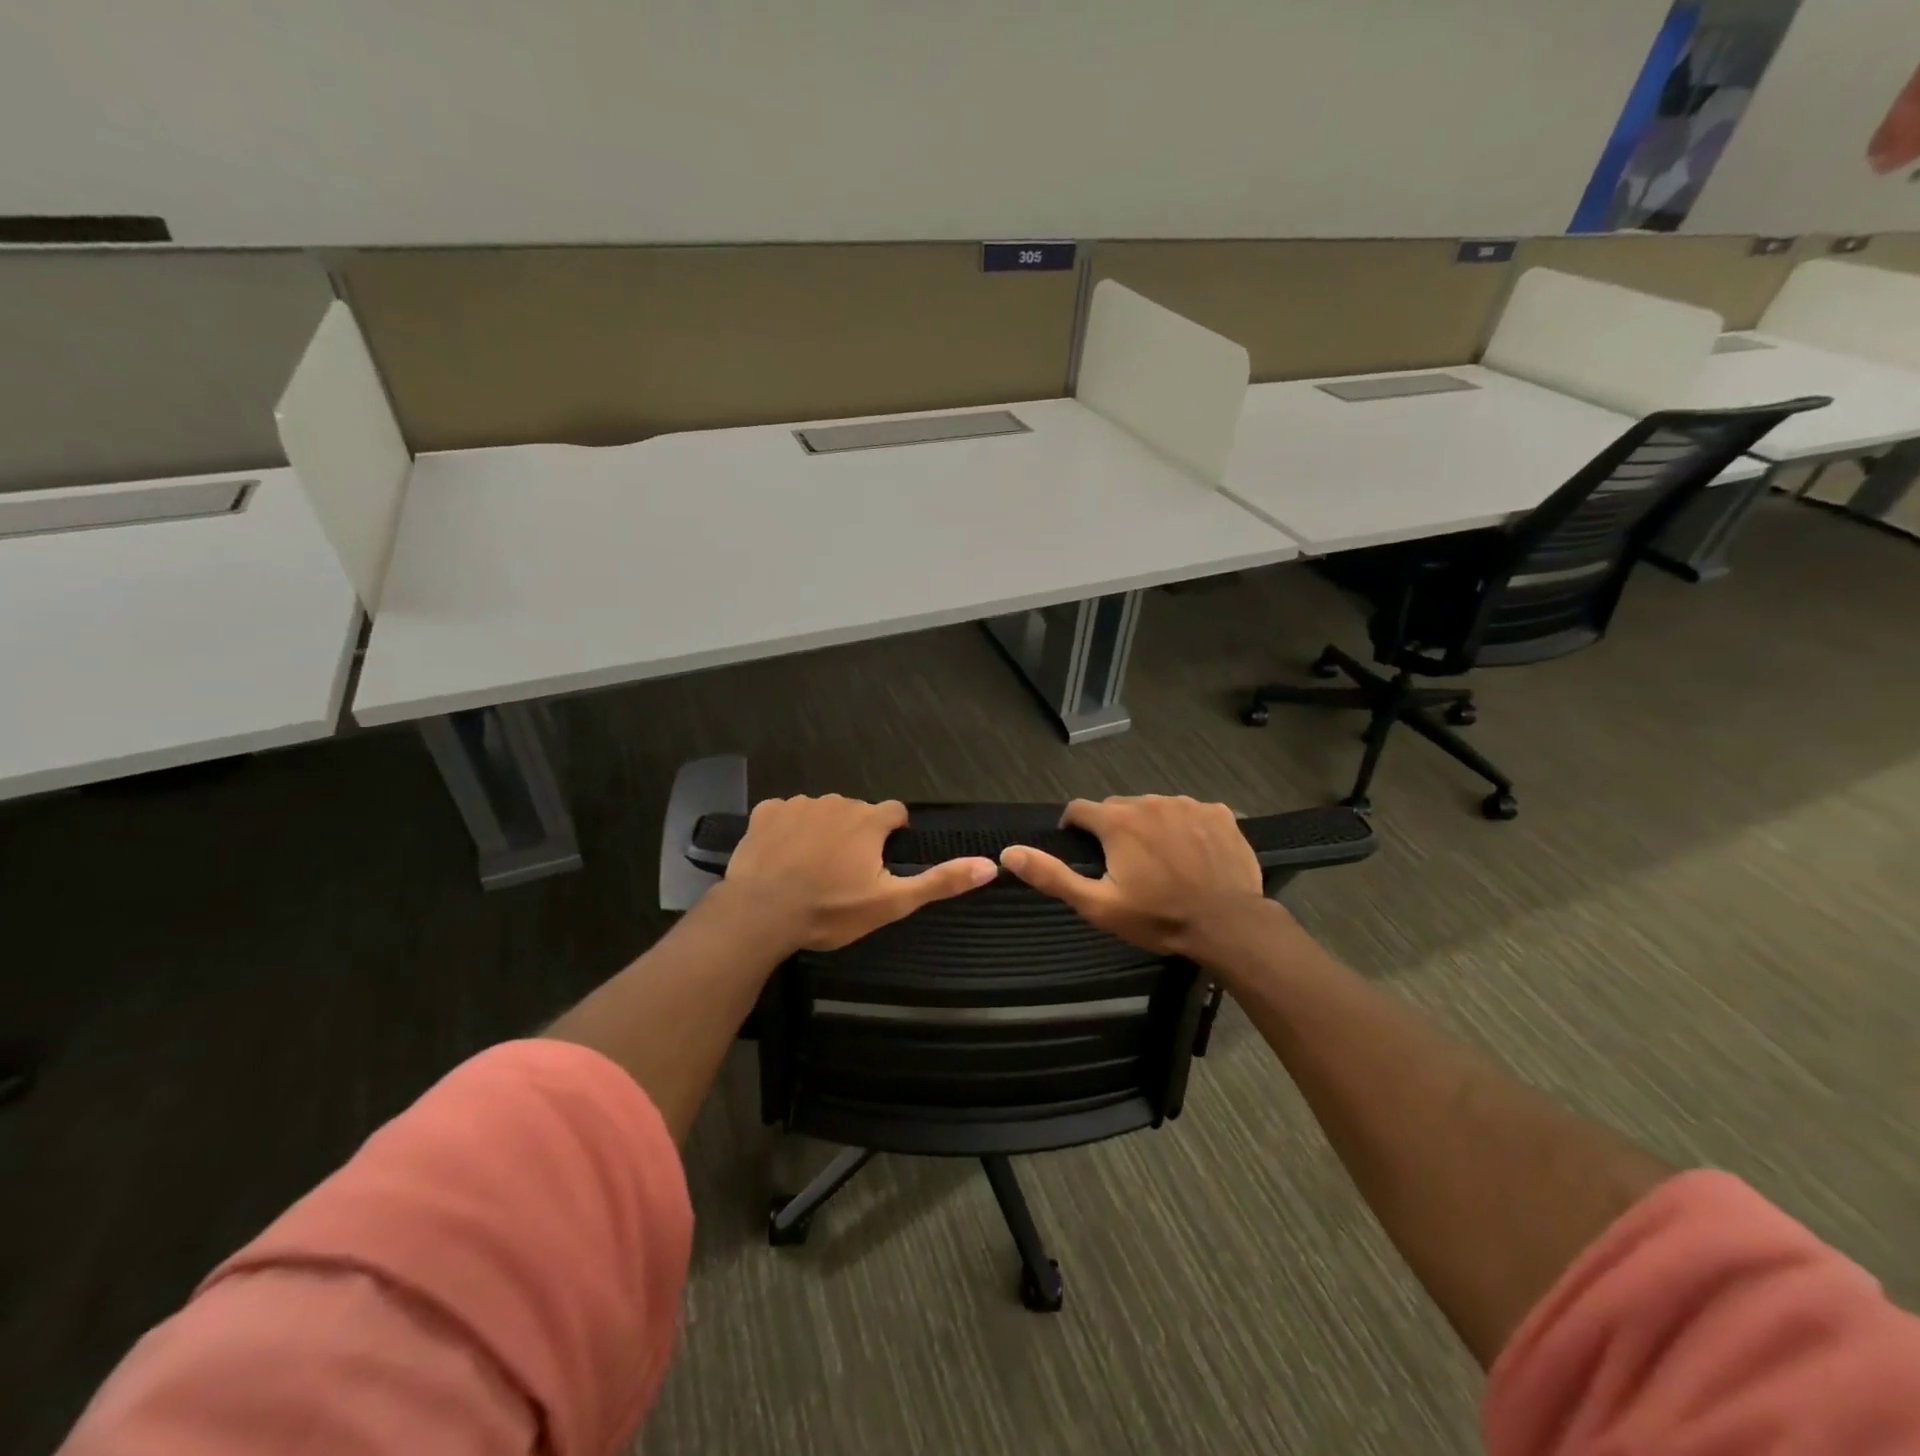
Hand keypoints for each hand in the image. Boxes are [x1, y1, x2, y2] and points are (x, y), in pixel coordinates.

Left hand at [720, 795, 997, 951]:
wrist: (761, 914)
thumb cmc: (830, 910)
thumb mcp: (891, 903)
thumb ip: (940, 881)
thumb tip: (990, 865)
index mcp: (869, 821)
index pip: (894, 813)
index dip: (891, 836)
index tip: (879, 862)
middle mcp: (837, 802)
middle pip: (856, 813)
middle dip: (854, 836)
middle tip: (842, 875)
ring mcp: (798, 804)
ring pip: (821, 812)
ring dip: (822, 832)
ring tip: (809, 869)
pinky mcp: (766, 812)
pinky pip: (785, 813)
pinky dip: (787, 830)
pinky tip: (780, 858)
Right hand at [998, 795, 1266, 956]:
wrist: (1228, 925)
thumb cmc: (1158, 917)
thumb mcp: (1098, 905)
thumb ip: (1053, 876)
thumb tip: (1009, 853)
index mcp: (1118, 821)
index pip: (1080, 809)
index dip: (1074, 828)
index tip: (1080, 849)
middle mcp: (1150, 801)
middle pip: (1119, 807)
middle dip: (1114, 829)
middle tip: (1124, 864)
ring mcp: (1189, 804)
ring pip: (1155, 808)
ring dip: (1150, 826)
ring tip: (1161, 861)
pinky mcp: (1219, 813)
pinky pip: (1191, 812)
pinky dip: (1186, 828)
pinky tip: (1193, 855)